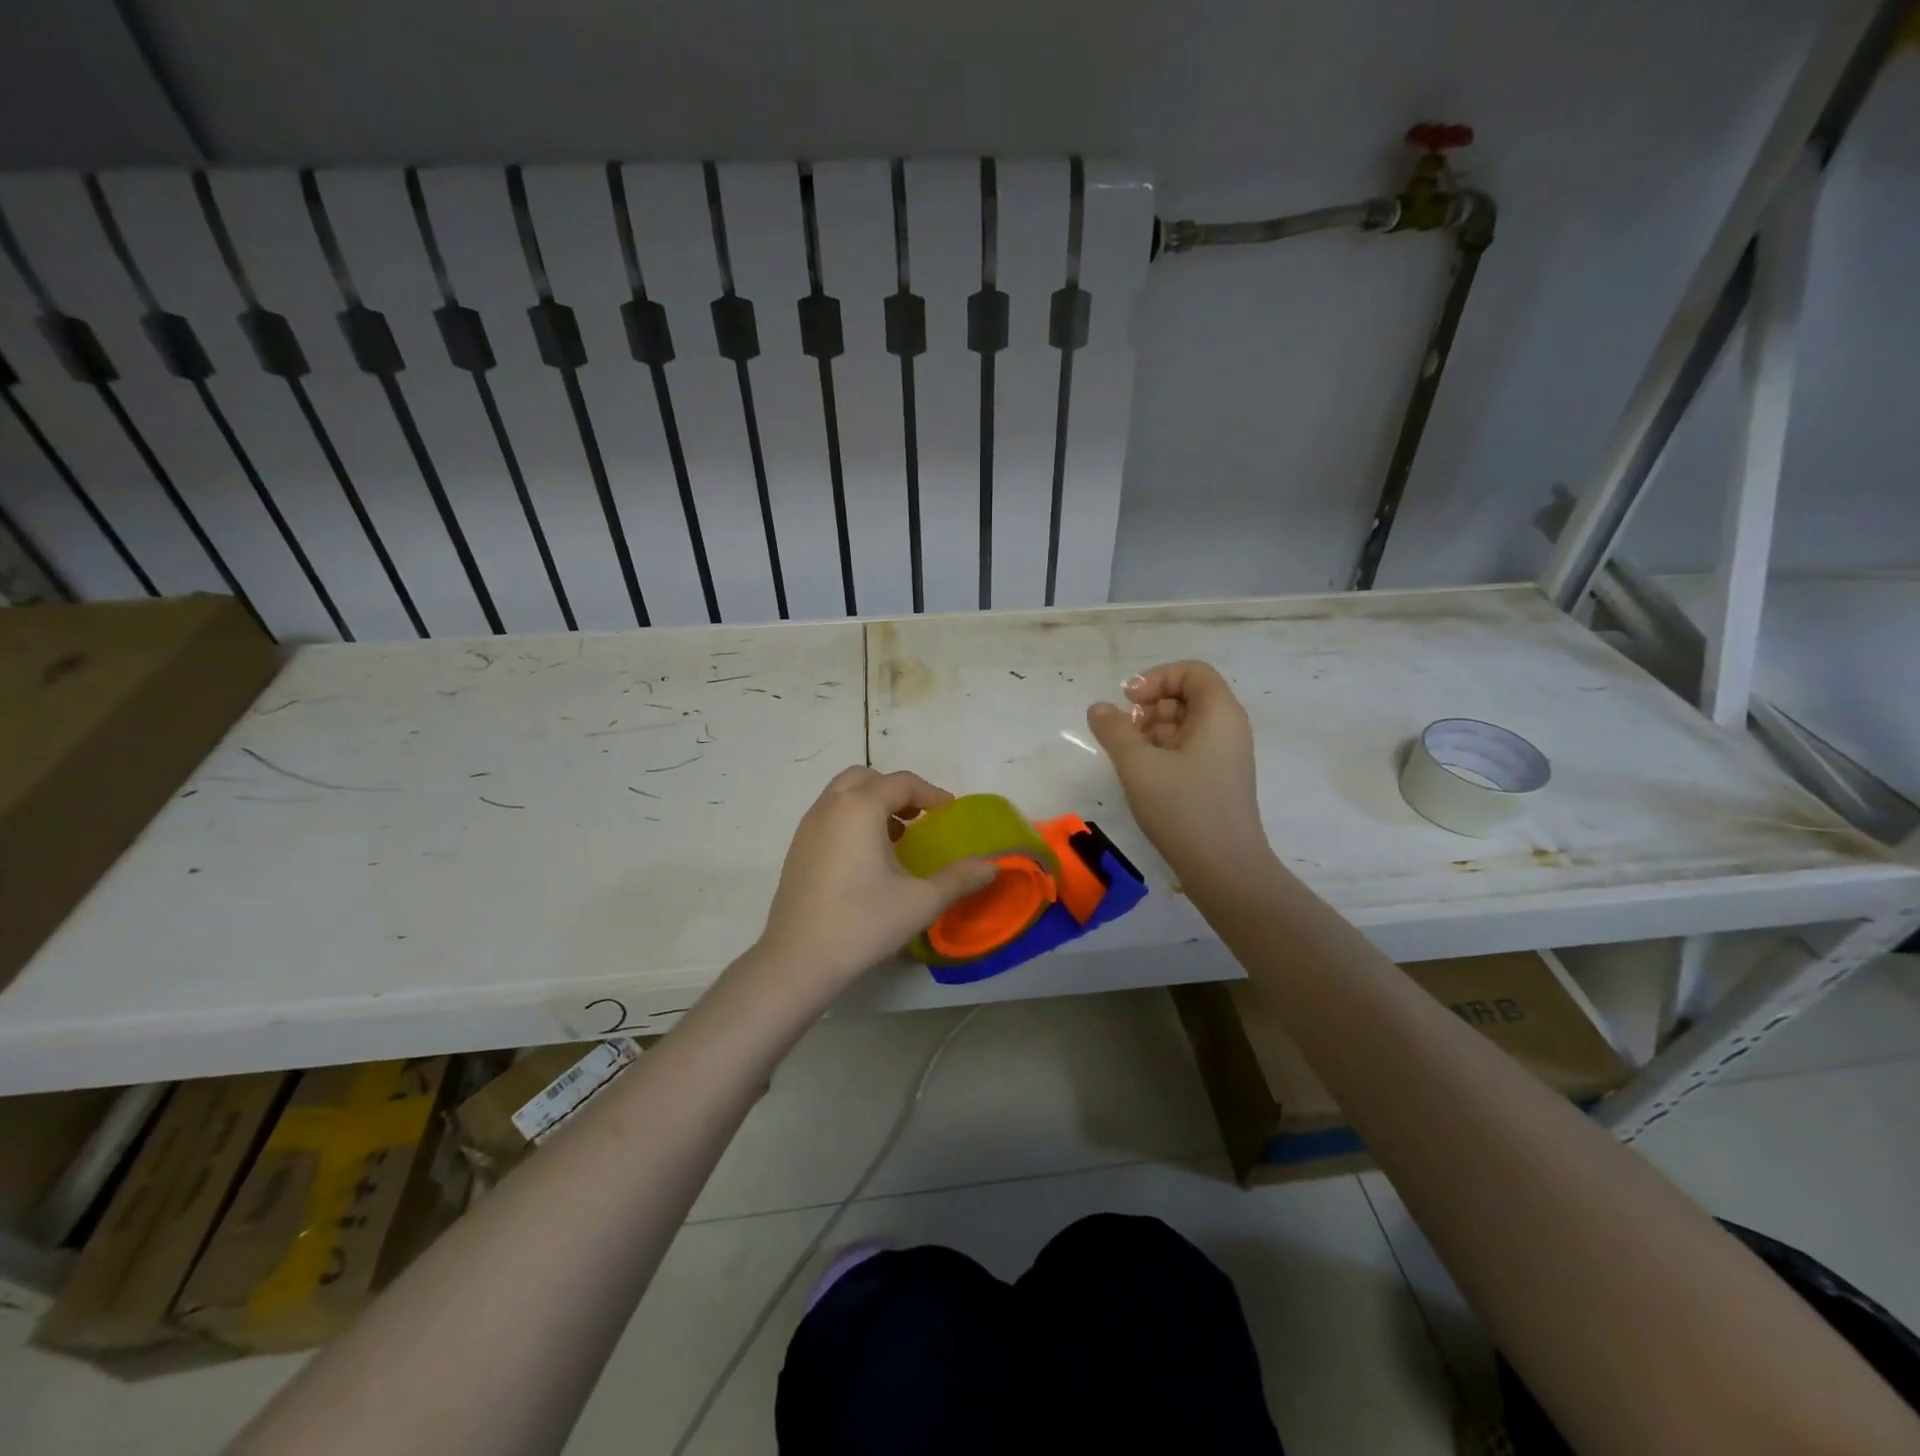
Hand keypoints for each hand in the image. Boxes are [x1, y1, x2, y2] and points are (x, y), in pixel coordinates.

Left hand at [752, 767, 996, 999]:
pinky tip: (867, 859)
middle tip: (919, 817)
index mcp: (859, 808)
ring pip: (843, 795)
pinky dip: (852, 819)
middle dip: (896, 791)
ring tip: (896, 838)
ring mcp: (807, 827)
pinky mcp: (796, 849)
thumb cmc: (863, 923)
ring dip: (872, 803)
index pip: (901, 782)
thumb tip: (993, 866)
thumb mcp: (921, 901)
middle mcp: (830, 807)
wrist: (798, 960)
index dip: (930, 793)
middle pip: (866, 778)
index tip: (949, 812)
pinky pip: (829, 815)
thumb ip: (960, 878)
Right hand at [1086, 661, 1268, 876]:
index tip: (1129, 702)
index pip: (1192, 671)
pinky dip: (1165, 751)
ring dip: (1153, 730)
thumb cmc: (1183, 807)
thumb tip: (1099, 708)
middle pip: (1189, 695)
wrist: (1224, 867)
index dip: (1157, 678)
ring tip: (1129, 756)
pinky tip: (1143, 776)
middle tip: (1125, 731)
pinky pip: (1191, 749)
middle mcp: (1229, 727)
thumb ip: (1114, 730)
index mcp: (1219, 712)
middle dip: (1151, 706)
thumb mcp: (1139, 765)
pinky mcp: (1219, 779)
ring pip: (1186, 724)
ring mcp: (1226, 755)